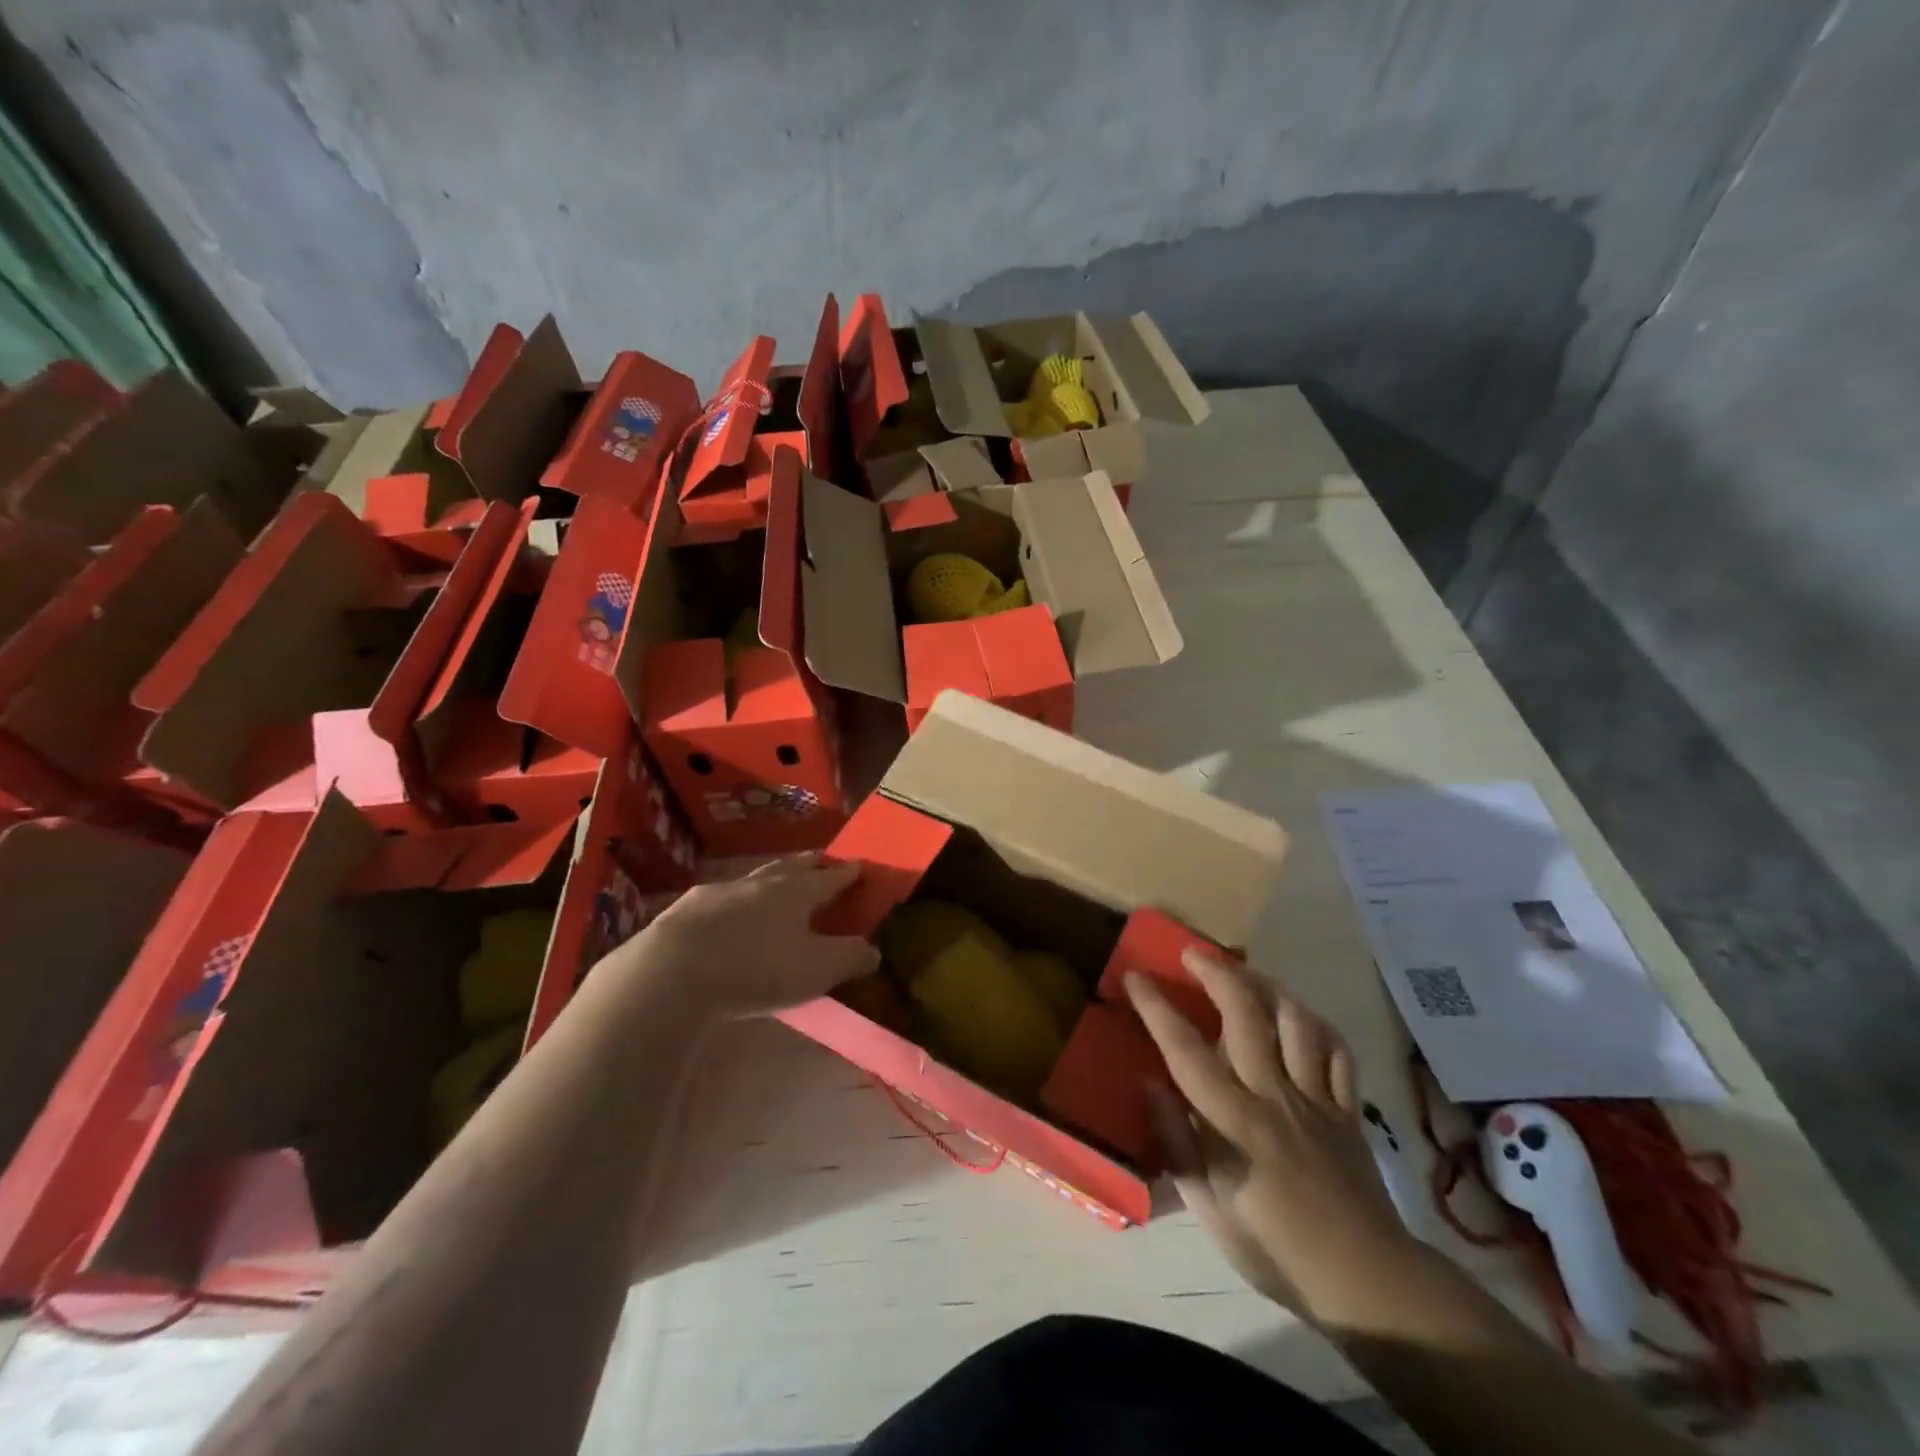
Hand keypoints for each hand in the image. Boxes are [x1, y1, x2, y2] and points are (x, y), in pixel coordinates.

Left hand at [620, 855, 878, 1018]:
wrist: (675, 971)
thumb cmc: (758, 968)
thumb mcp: (817, 969)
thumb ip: (850, 957)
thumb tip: (873, 948)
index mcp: (797, 892)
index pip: (830, 877)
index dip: (848, 873)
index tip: (859, 865)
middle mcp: (762, 882)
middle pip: (792, 866)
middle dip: (811, 863)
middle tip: (822, 859)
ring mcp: (722, 891)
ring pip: (755, 878)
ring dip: (771, 878)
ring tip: (778, 882)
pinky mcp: (688, 908)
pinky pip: (722, 898)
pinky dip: (735, 902)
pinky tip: (728, 914)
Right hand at [1128, 950, 1417, 1325]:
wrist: (1364, 1281)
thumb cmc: (1275, 1249)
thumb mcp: (1210, 1210)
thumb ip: (1177, 1144)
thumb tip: (1149, 1085)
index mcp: (1236, 1123)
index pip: (1187, 1052)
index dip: (1158, 1009)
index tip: (1135, 976)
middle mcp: (1276, 1097)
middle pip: (1247, 1017)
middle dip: (1216, 974)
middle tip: (1192, 952)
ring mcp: (1317, 1098)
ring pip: (1296, 1022)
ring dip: (1267, 987)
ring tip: (1245, 974)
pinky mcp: (1348, 1108)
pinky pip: (1337, 1052)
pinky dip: (1316, 1025)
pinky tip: (1298, 1015)